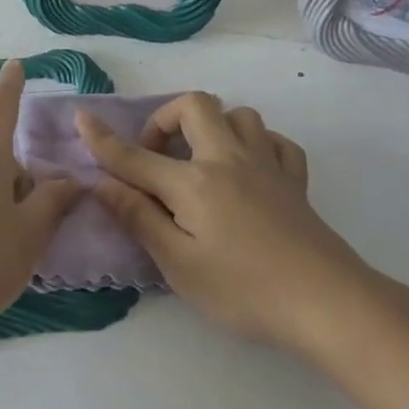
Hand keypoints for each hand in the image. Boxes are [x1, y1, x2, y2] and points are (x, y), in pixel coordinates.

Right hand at [76, 93, 367, 352]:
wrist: (326, 302)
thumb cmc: (243, 290)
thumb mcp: (179, 264)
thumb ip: (139, 218)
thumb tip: (102, 183)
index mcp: (194, 182)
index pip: (136, 156)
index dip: (103, 139)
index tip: (82, 119)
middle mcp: (229, 159)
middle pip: (195, 106)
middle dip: (166, 119)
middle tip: (157, 157)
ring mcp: (267, 164)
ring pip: (240, 115)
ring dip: (214, 127)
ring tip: (202, 160)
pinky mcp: (295, 180)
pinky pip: (276, 142)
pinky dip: (258, 145)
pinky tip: (250, 170)